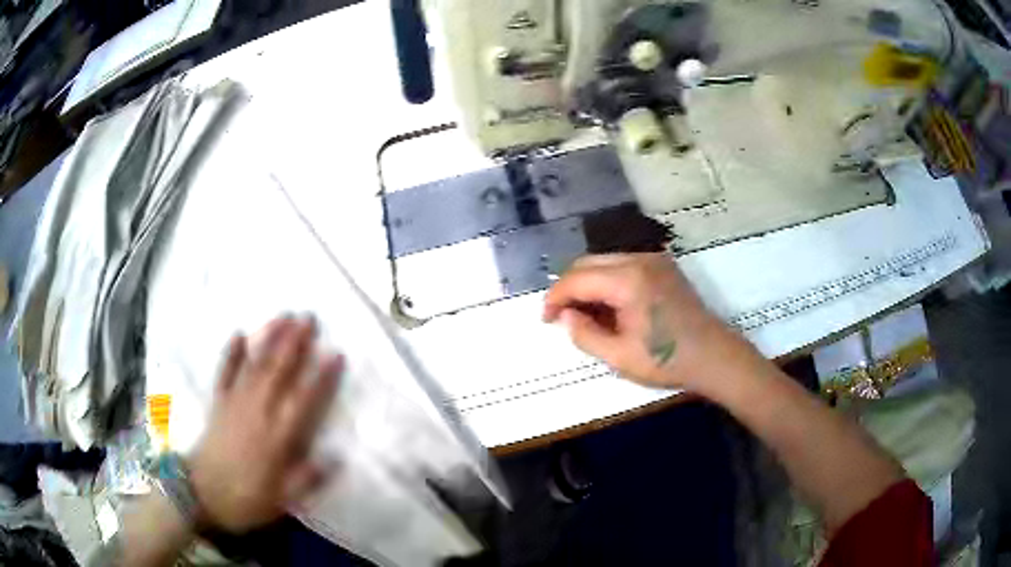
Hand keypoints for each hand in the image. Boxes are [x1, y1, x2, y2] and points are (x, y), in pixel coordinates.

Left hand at [188, 316, 342, 532]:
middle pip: (278, 372)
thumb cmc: (245, 499)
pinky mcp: (218, 403)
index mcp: (277, 438)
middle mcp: (257, 413)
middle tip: (309, 317)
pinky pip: (224, 373)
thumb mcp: (281, 501)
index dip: (321, 377)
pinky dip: (230, 353)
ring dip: (269, 339)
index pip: (304, 401)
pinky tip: (238, 334)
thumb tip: (337, 458)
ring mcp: (235, 404)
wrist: (201, 495)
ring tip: (283, 316)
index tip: (336, 354)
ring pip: (254, 365)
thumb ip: (307, 479)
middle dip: (295, 343)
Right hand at [543, 253, 743, 389]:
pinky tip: (609, 306)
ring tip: (585, 315)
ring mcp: (653, 259)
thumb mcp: (619, 357)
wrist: (714, 356)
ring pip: (604, 262)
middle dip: (568, 288)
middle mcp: (639, 259)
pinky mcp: (662, 265)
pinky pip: (623, 265)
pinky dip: (607, 281)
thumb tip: (565, 316)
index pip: (577, 278)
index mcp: (628, 280)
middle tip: (562, 317)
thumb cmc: (667, 360)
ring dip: (588, 284)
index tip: (546, 319)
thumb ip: (584, 334)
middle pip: (587, 262)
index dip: (555, 298)